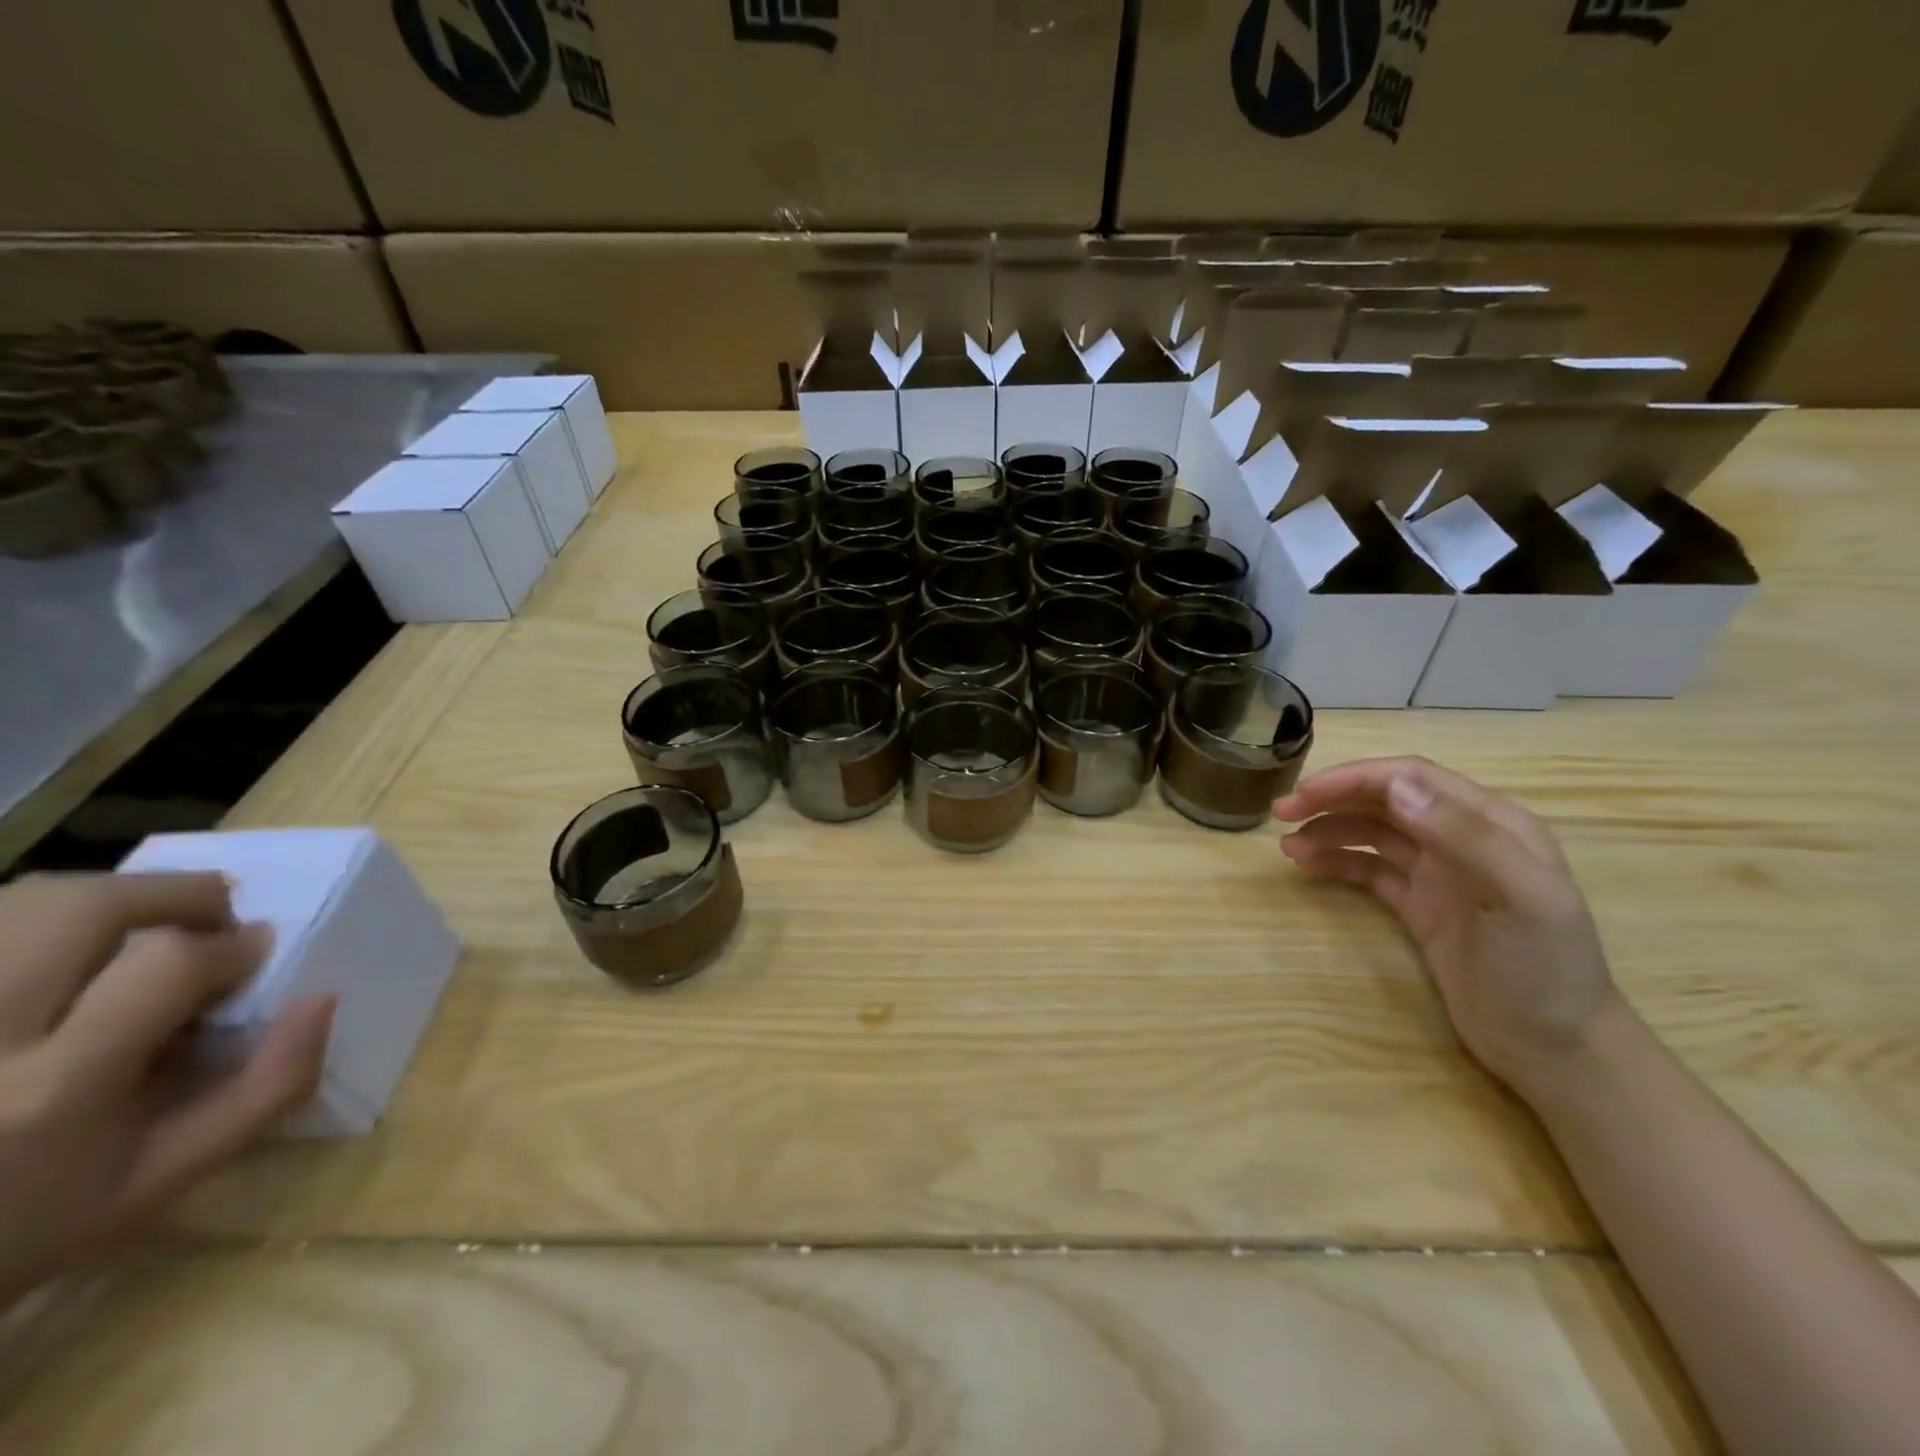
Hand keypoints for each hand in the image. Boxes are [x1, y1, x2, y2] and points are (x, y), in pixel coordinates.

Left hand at [0, 872, 332, 1302]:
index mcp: (53, 1091)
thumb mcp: (163, 1179)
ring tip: (141, 929)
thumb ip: (264, 1090)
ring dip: (108, 899)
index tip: (254, 951)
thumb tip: (322, 1000)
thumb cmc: (27, 1228)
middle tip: (209, 917)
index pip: (167, 964)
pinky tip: (71, 956)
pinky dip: (44, 923)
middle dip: (174, 894)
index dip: (229, 943)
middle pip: (83, 908)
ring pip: (24, 903)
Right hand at [1274, 757, 1622, 1099]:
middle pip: (1385, 799)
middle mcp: (1462, 837)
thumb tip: (1394, 786)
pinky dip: (1337, 862)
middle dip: (1332, 798)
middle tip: (1280, 812)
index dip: (1355, 778)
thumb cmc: (1544, 969)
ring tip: (1288, 847)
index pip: (1411, 777)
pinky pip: (1369, 870)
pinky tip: (1308, 866)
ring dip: (1329, 830)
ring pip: (1371, 833)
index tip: (1305, 793)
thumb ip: (1463, 835)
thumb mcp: (1520, 898)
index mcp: (1493, 822)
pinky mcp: (1418, 905)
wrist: (1554, 1051)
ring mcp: (1439, 872)